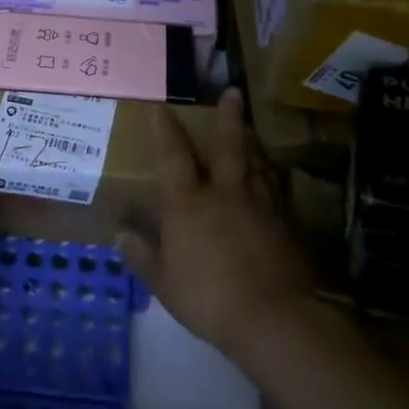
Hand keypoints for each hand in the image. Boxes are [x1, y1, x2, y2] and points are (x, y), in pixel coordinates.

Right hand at [118, 89, 315, 357]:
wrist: (277, 317)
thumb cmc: (210, 299)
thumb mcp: (166, 284)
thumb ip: (144, 257)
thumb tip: (121, 234)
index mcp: (189, 203)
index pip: (173, 156)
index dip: (165, 130)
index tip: (161, 106)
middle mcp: (225, 193)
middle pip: (228, 146)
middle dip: (228, 118)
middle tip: (232, 92)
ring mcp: (261, 205)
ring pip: (257, 163)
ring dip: (252, 144)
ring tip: (252, 130)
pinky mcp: (288, 224)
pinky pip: (277, 190)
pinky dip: (272, 177)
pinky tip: (274, 177)